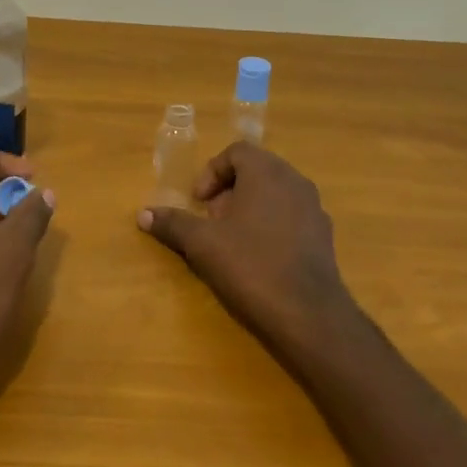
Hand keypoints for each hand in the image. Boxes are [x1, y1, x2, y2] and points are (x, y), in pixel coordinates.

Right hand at [138, 142, 359, 352]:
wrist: (308, 315)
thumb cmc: (251, 266)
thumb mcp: (202, 244)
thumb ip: (173, 223)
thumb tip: (142, 214)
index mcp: (267, 172)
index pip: (236, 152)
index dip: (211, 172)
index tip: (198, 202)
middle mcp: (295, 181)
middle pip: (256, 171)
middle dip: (228, 191)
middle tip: (211, 220)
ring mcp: (314, 208)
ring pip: (275, 194)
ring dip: (249, 208)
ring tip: (231, 240)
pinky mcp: (324, 236)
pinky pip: (291, 216)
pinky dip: (270, 225)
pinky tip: (258, 257)